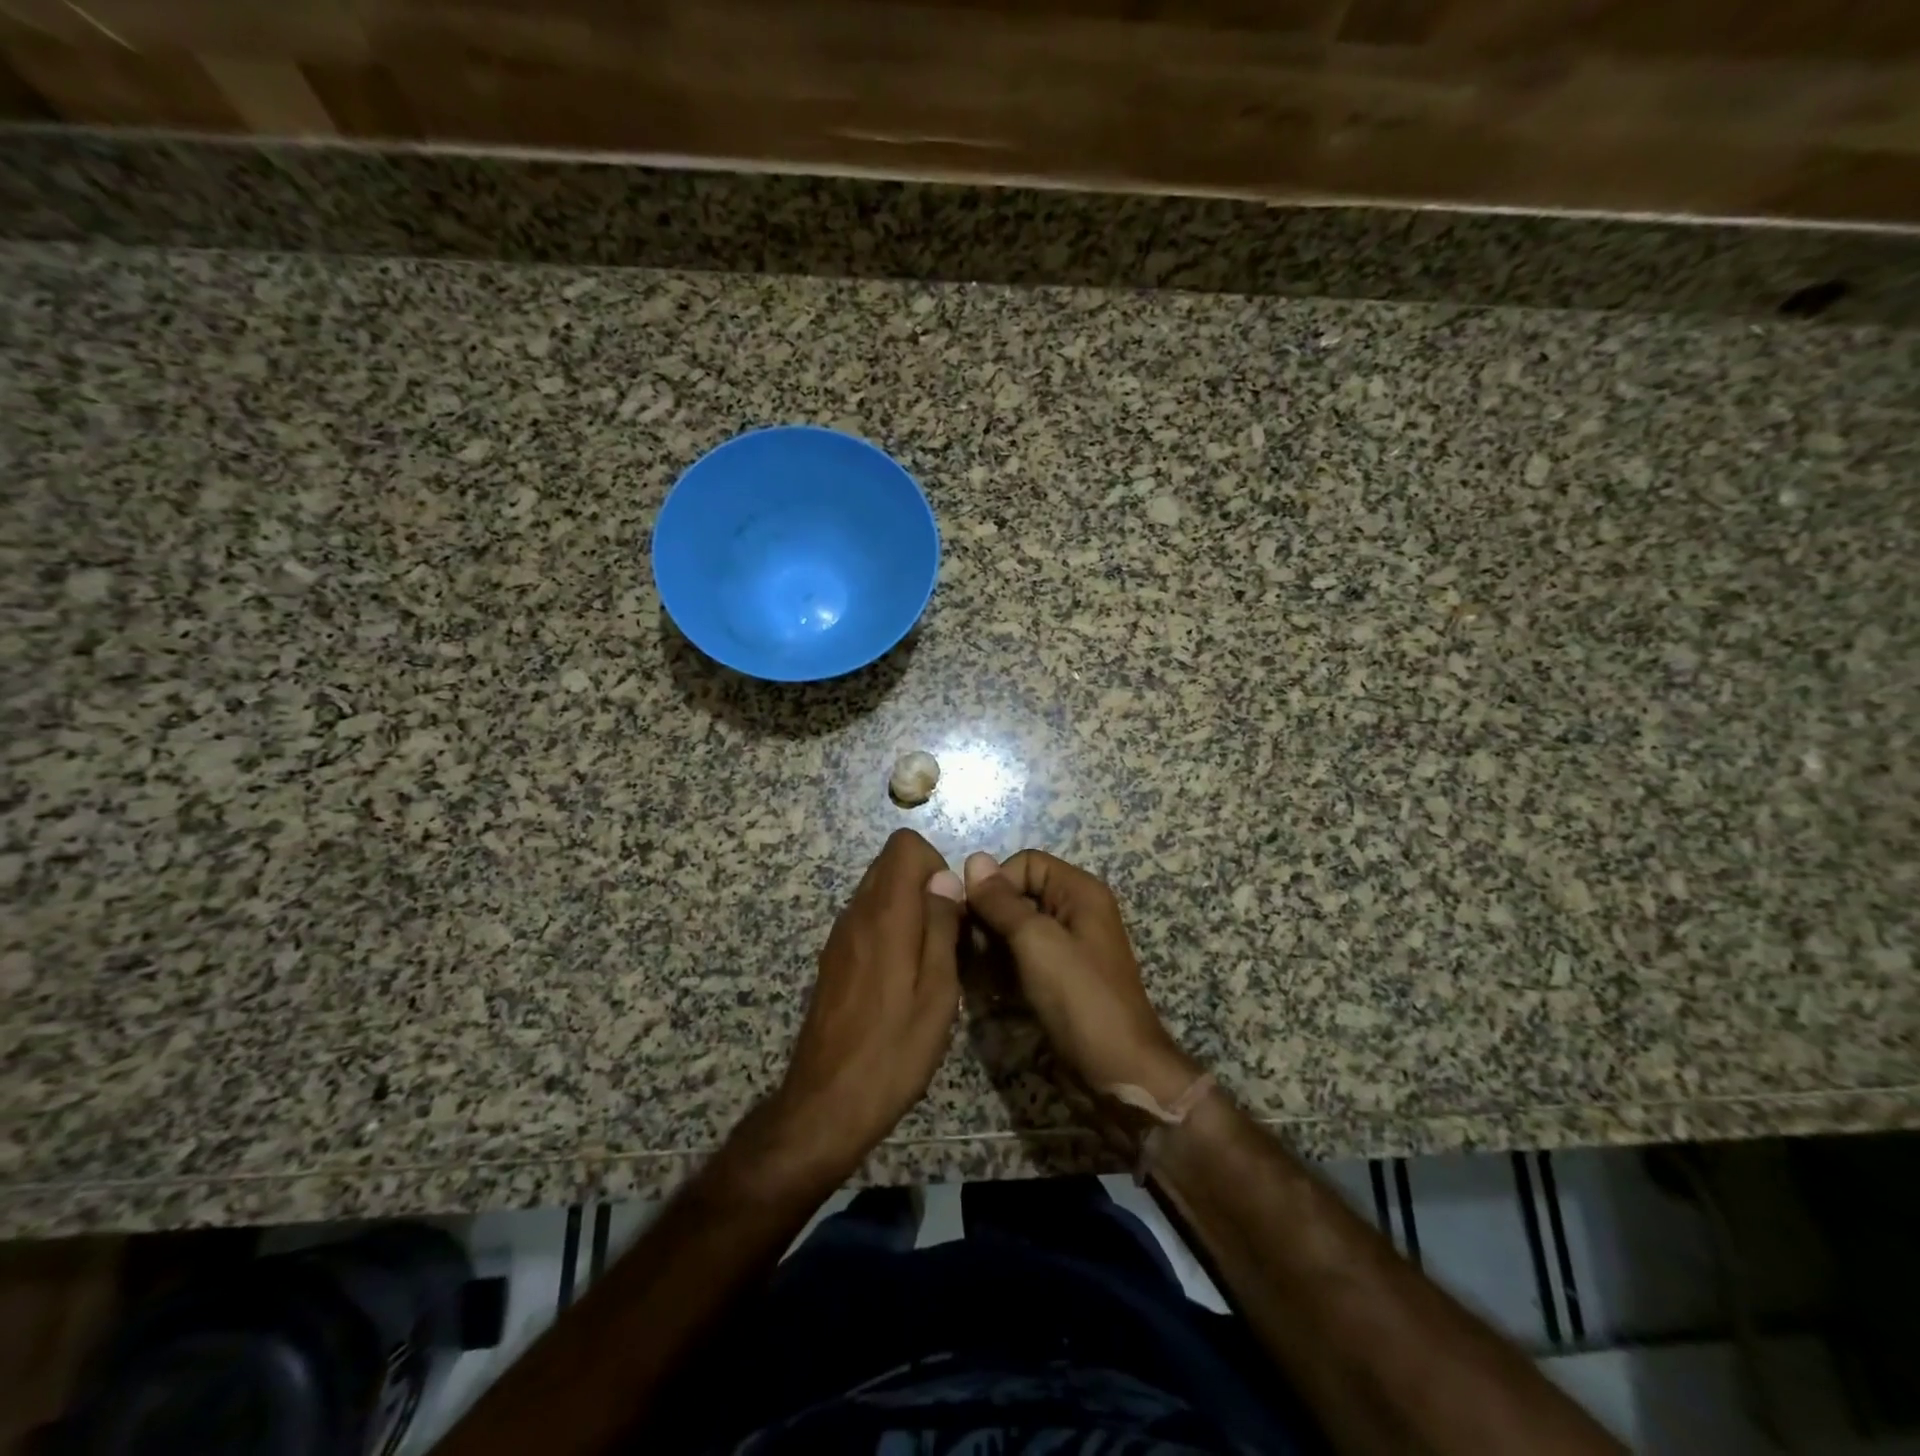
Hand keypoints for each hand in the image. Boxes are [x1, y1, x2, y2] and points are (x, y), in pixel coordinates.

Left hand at [763, 829, 963, 1186]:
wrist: (826, 1104)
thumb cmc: (893, 1051)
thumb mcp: (937, 992)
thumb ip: (941, 927)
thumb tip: (944, 879)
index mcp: (884, 915)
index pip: (904, 845)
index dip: (936, 863)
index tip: (951, 907)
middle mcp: (856, 914)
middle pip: (890, 864)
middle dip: (925, 884)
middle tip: (947, 935)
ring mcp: (840, 936)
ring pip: (878, 891)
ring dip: (909, 908)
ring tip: (930, 960)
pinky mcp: (834, 959)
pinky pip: (867, 919)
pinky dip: (891, 928)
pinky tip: (903, 977)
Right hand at [964, 850, 1198, 1109]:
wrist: (1118, 1071)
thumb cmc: (1080, 997)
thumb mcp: (1036, 941)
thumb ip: (1002, 901)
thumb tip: (974, 858)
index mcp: (1079, 892)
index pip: (1025, 863)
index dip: (997, 883)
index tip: (974, 915)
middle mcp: (1074, 912)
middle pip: (1018, 895)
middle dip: (990, 917)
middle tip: (969, 948)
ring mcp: (1067, 947)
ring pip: (1015, 929)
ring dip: (991, 946)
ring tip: (976, 971)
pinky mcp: (1058, 979)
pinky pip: (1021, 958)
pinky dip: (1003, 968)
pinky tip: (988, 988)